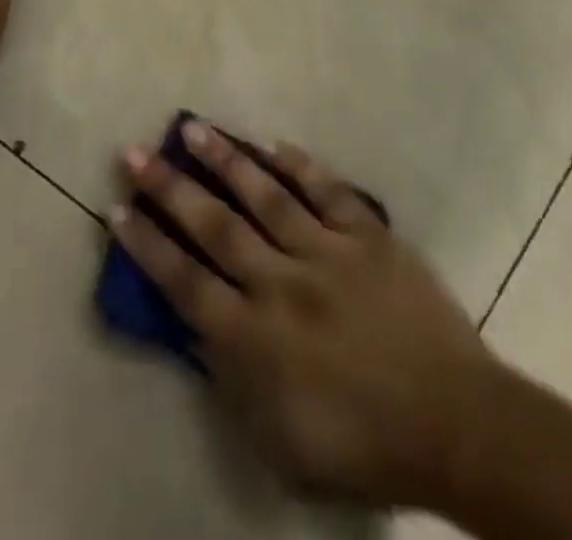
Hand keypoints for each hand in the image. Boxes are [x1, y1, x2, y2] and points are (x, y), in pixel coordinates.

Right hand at [113, 122, 497, 506]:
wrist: (452, 422)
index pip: (186, 283)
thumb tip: (203, 329)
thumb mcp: (279, 442)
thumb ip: (235, 381)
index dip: (149, 245)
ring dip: (227, 161)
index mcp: (256, 341)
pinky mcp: (368, 236)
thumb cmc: (362, 444)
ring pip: (266, 196)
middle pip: (216, 227)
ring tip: (196, 128)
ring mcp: (328, 252)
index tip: (120, 210)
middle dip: (171, 188)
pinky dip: (300, 165)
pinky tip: (274, 143)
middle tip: (138, 152)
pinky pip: (328, 190)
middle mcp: (283, 285)